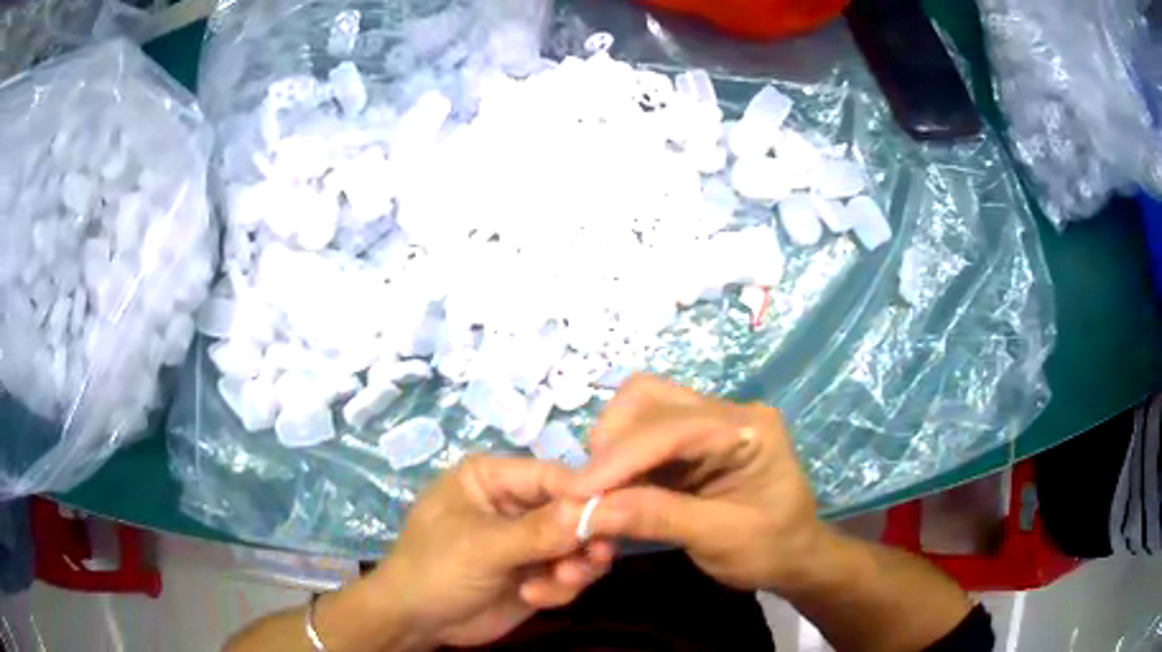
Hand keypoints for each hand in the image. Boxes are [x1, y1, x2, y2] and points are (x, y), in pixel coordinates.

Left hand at [370, 456, 614, 647]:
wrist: (416, 622)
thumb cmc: (434, 569)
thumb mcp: (482, 547)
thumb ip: (538, 531)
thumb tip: (595, 508)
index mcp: (493, 479)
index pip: (553, 475)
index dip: (587, 493)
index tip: (619, 514)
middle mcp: (516, 504)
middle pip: (573, 510)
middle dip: (583, 538)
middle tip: (592, 559)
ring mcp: (529, 541)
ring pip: (578, 544)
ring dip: (575, 567)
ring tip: (560, 583)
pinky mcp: (537, 572)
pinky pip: (571, 573)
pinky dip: (561, 587)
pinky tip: (534, 597)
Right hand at [570, 374, 825, 591]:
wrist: (796, 556)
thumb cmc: (772, 548)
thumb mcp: (721, 539)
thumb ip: (657, 518)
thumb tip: (587, 510)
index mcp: (749, 430)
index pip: (673, 428)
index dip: (620, 457)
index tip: (576, 492)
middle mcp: (726, 412)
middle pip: (648, 398)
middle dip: (610, 443)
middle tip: (585, 492)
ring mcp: (708, 422)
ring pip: (639, 408)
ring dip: (609, 446)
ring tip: (596, 490)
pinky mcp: (691, 441)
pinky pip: (641, 433)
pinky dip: (618, 459)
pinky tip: (610, 488)